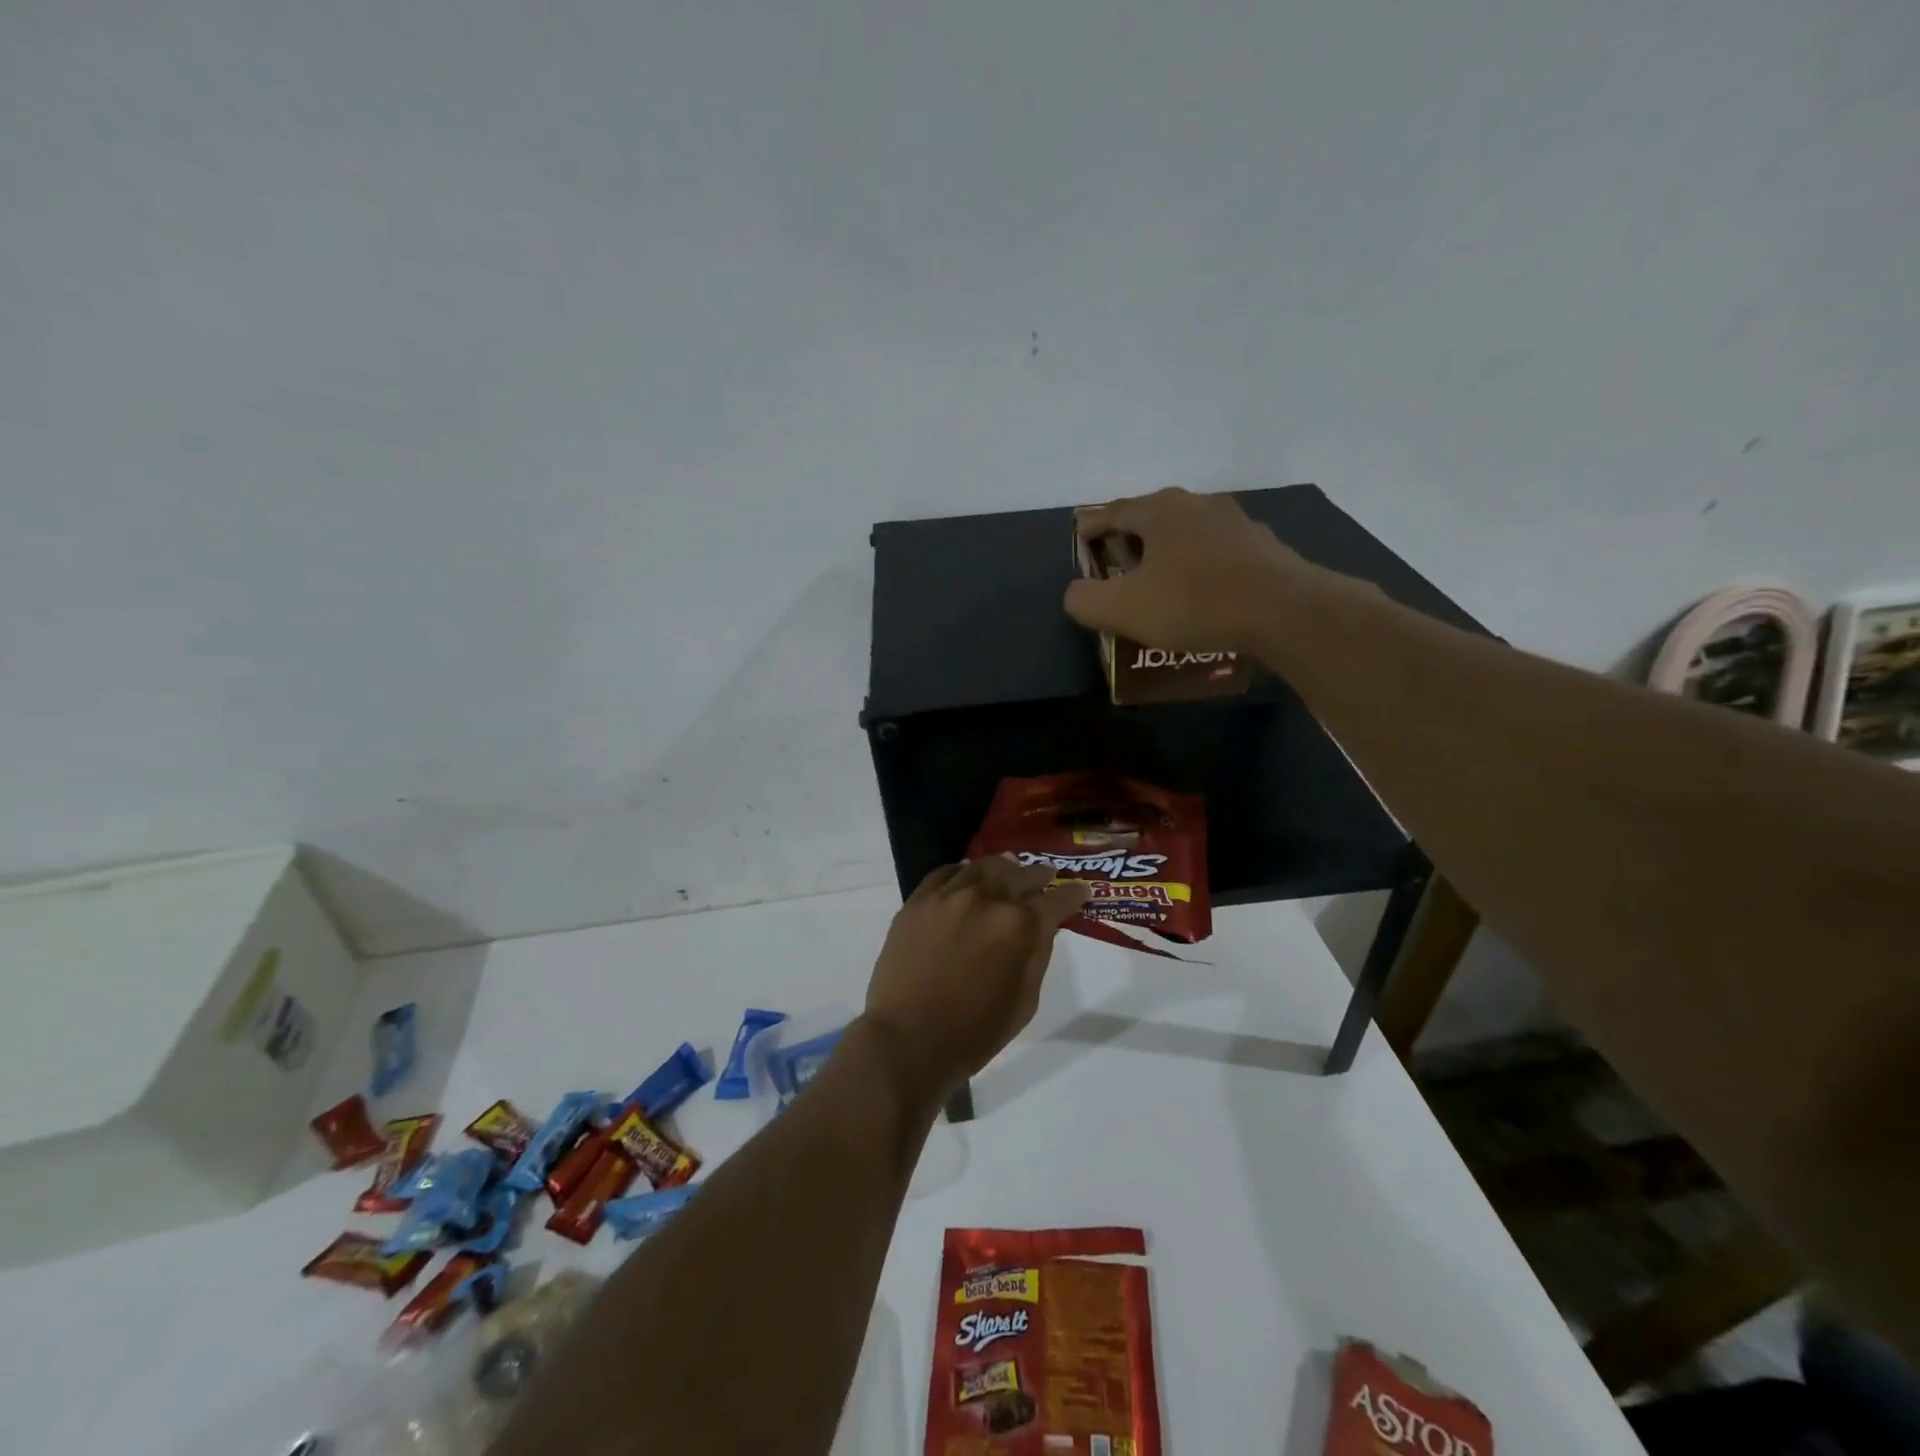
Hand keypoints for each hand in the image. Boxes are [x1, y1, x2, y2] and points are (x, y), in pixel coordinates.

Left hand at [859, 857, 1090, 1103]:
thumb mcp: (1025, 1001)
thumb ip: (1038, 955)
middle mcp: (987, 899)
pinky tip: (967, 874)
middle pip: (1021, 875)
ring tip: (1010, 868)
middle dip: (1040, 876)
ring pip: (983, 867)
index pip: (1057, 900)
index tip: (1081, 891)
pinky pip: (944, 873)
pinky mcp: (918, 901)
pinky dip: (962, 871)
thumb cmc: (974, 1032)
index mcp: (1019, 926)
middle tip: (1048, 876)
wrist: (908, 1040)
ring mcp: (948, 896)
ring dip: (1003, 867)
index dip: (1073, 894)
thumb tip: (1042, 926)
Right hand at [1064, 487, 1315, 652]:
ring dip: (1169, 554)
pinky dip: (1201, 569)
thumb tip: (1077, 594)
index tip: (1080, 537)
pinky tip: (1202, 594)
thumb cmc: (1194, 602)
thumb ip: (1085, 600)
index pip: (1113, 511)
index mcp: (1160, 509)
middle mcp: (1197, 504)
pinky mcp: (1263, 548)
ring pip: (1188, 535)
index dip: (1091, 526)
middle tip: (1117, 566)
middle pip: (1152, 518)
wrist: (1283, 611)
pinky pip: (1218, 555)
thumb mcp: (1122, 608)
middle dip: (1131, 540)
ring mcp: (1236, 523)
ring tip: (1160, 582)